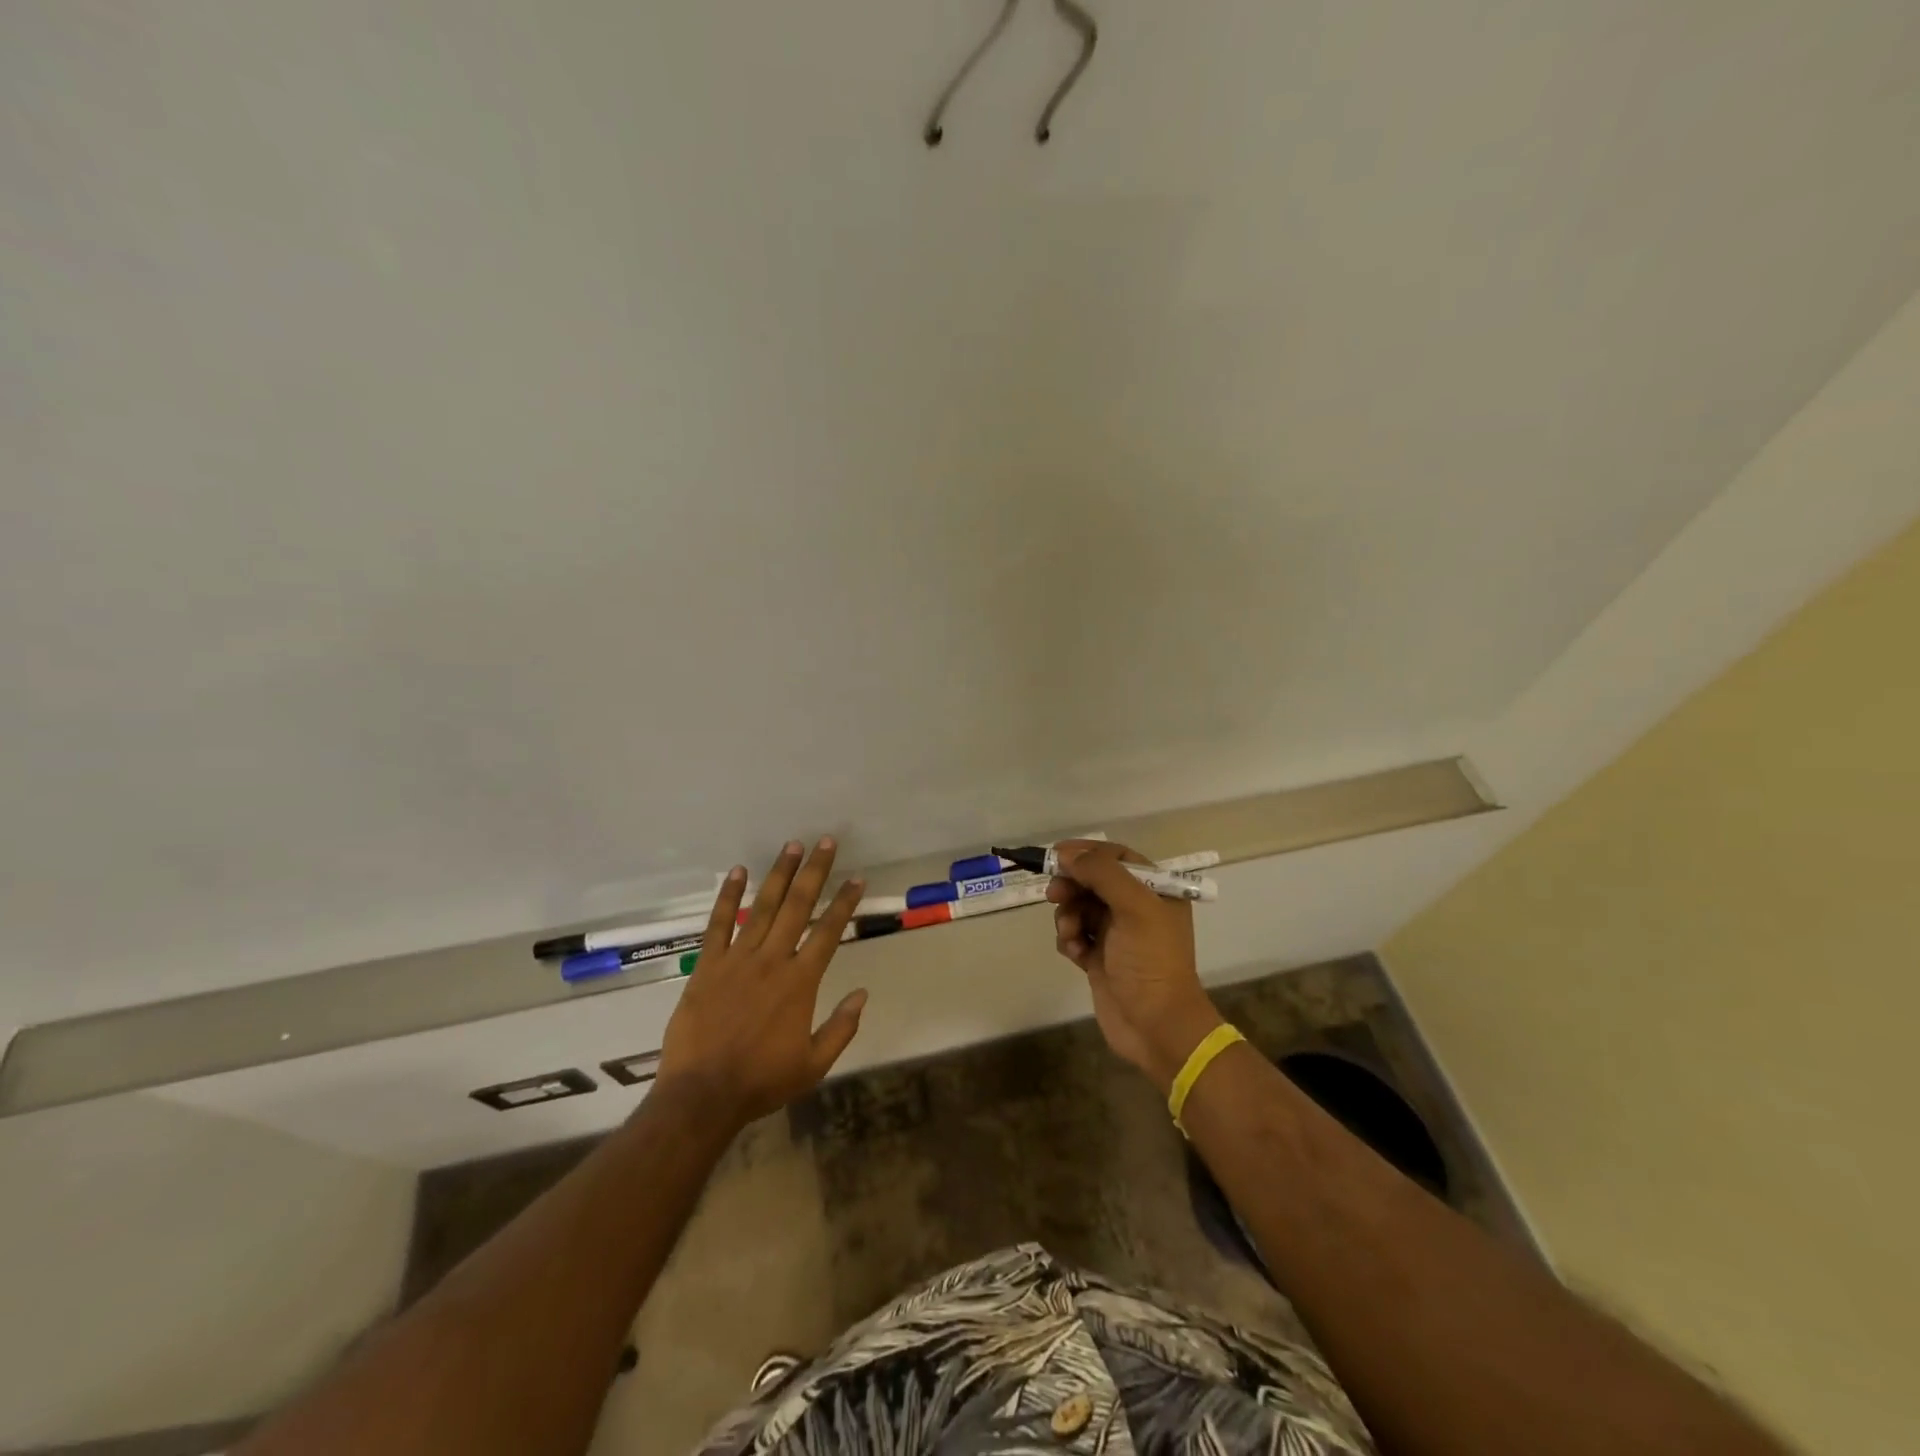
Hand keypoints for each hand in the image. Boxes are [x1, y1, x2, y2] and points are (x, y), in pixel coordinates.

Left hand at [656, 837, 867, 1129]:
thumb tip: (863, 994)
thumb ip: (842, 1028)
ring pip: (762, 907)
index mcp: (800, 982)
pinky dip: (728, 897)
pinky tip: (737, 871)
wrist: (702, 1096)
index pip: (829, 932)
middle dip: (814, 872)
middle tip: (826, 842)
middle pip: (797, 906)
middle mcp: (772, 960)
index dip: (844, 903)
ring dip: (778, 874)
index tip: (856, 878)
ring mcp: (737, 960)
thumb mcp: (814, 1064)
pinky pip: (719, 924)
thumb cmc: (761, 1081)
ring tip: (792, 846)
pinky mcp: (707, 966)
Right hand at [1047, 839, 1224, 1091]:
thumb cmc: (1151, 961)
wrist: (1157, 1026)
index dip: (1086, 853)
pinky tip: (1075, 953)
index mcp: (1155, 890)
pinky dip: (1069, 939)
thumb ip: (1102, 874)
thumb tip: (1068, 854)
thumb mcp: (1135, 908)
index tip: (1057, 857)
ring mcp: (1117, 934)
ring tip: (1071, 934)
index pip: (1116, 856)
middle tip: (1054, 894)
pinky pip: (1075, 934)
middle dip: (1072, 885)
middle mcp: (1137, 907)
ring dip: (1068, 915)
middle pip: (1093, 880)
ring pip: (1079, 907)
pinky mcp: (1100, 957)